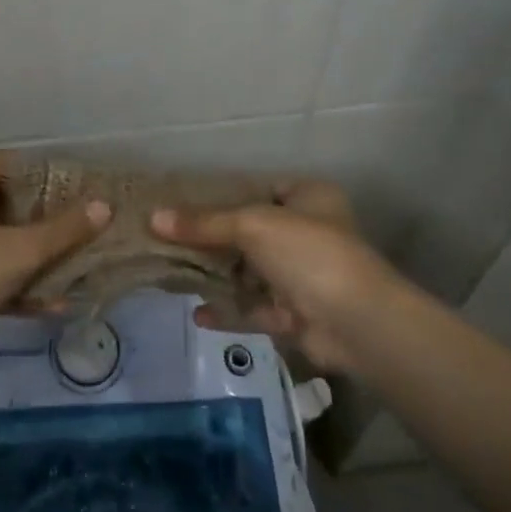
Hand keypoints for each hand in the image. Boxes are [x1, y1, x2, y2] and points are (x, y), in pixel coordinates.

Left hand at [0, 150, 111, 352]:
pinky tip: (46, 305)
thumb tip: (104, 206)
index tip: (87, 197)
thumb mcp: (20, 252)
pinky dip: (12, 279)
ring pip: (0, 236)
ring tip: (74, 272)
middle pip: (12, 201)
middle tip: (86, 234)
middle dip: (50, 222)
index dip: (55, 178)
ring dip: (35, 256)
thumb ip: (64, 229)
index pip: (19, 163)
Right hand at [150, 182, 402, 371]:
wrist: (357, 323)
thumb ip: (204, 223)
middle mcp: (308, 233)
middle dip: (213, 239)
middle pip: (250, 232)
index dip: (223, 194)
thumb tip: (154, 218)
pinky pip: (254, 309)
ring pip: (251, 272)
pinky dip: (229, 310)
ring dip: (218, 275)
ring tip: (173, 272)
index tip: (183, 200)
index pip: (260, 189)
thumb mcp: (252, 225)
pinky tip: (197, 313)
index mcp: (309, 197)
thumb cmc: (309, 253)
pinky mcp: (297, 316)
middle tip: (168, 238)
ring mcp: (303, 277)